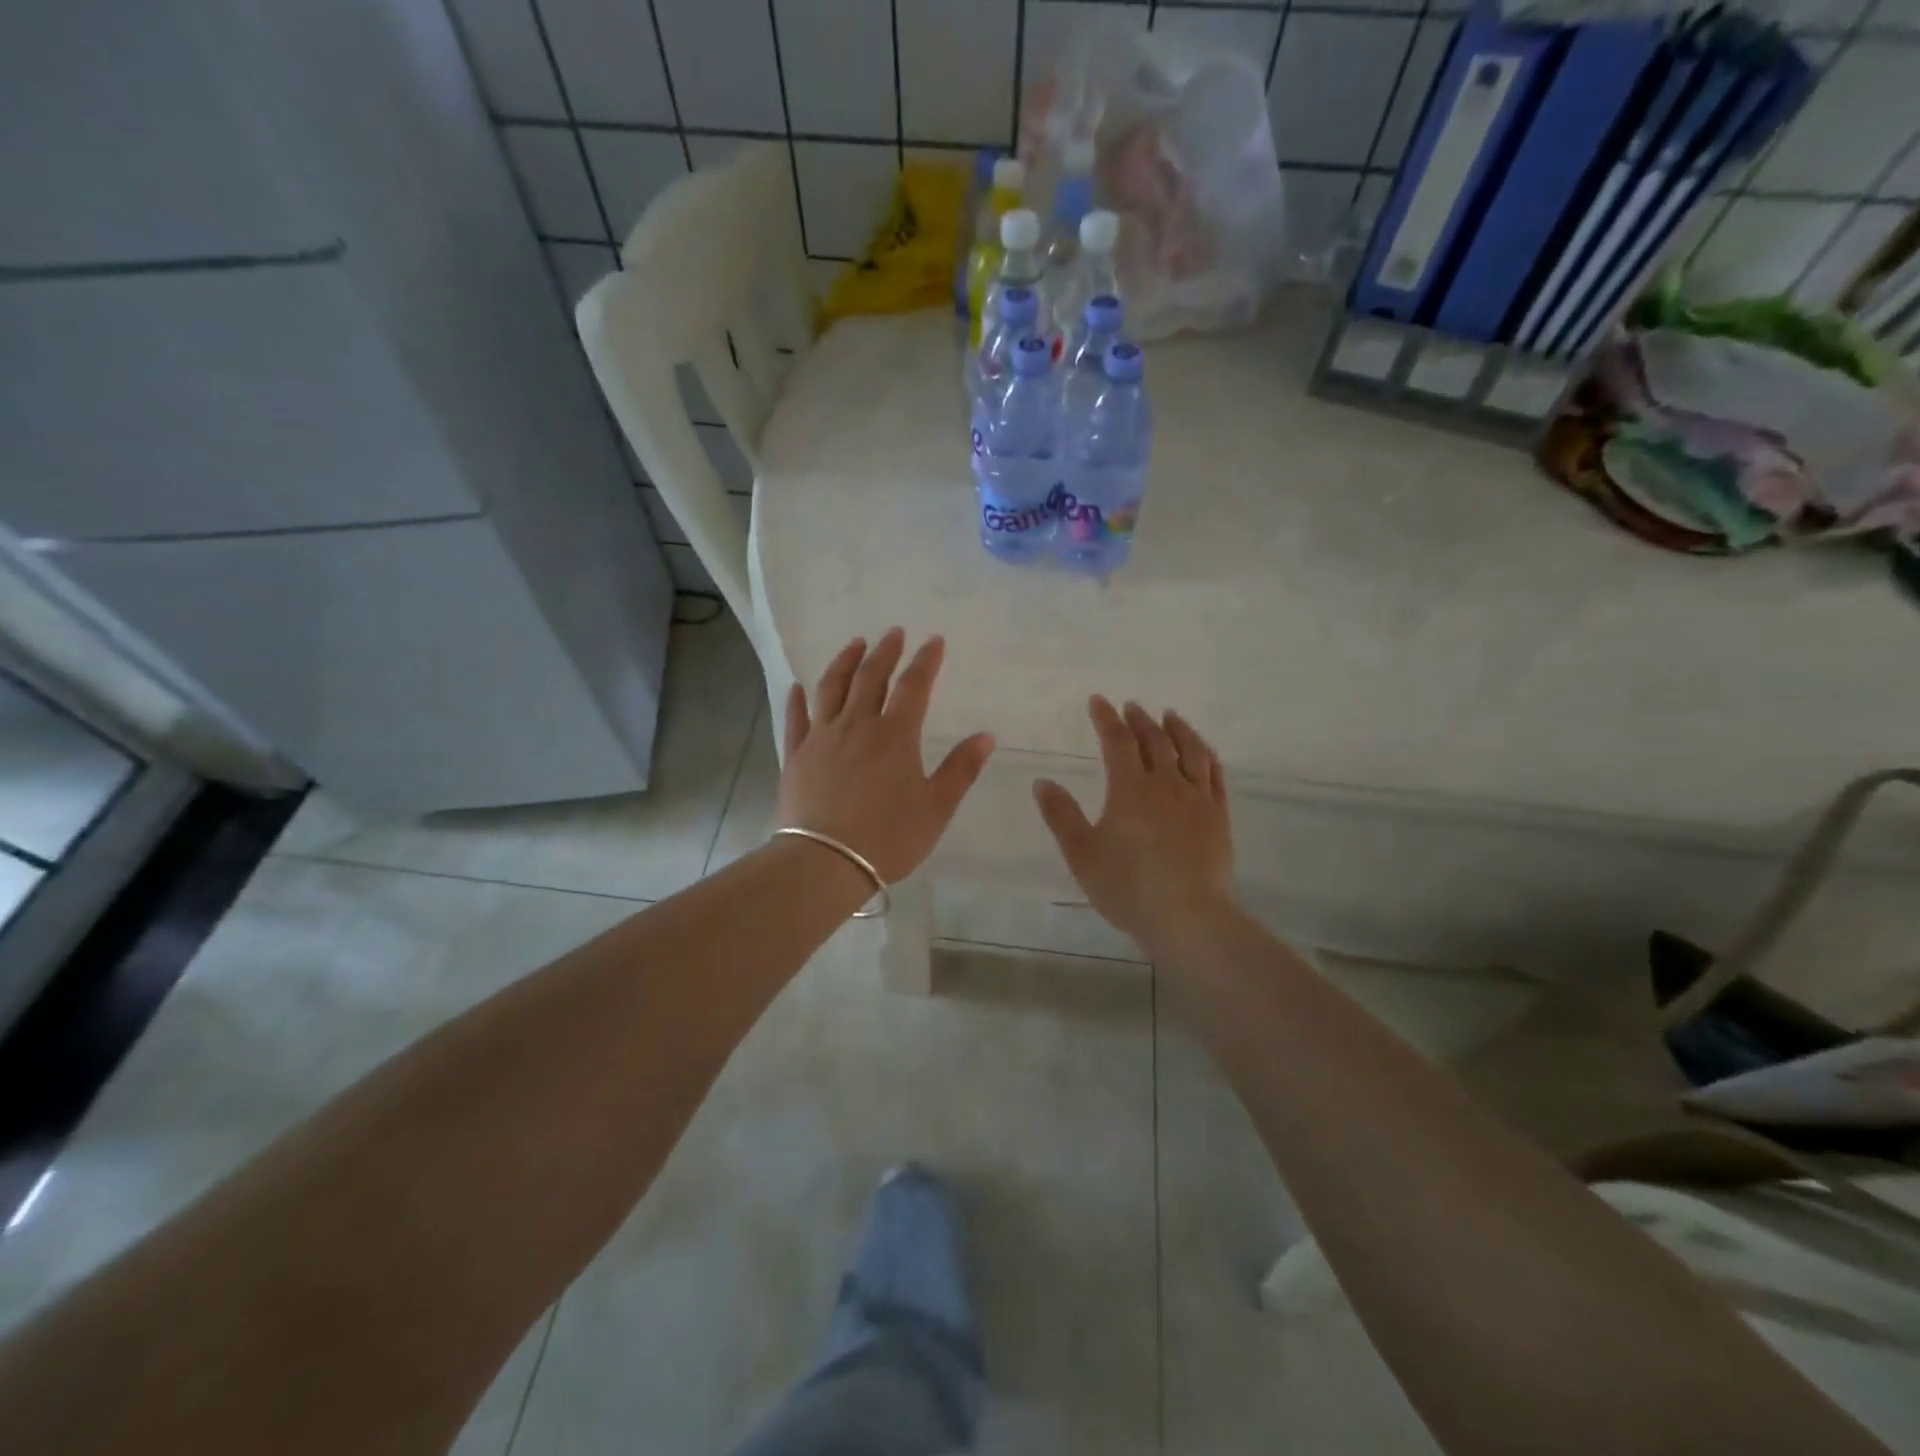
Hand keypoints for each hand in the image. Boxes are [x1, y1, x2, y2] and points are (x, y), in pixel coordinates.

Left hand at [778, 629, 994, 884]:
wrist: (825, 862)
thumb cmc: (888, 837)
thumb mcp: (936, 808)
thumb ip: (961, 770)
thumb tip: (986, 736)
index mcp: (894, 736)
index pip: (913, 687)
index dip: (925, 661)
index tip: (934, 641)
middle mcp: (856, 725)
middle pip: (870, 678)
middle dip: (885, 652)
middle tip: (893, 633)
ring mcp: (821, 738)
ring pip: (831, 688)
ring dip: (844, 662)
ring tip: (854, 644)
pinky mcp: (795, 756)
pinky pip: (795, 719)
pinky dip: (797, 699)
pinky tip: (797, 686)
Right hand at [1033, 697, 1234, 956]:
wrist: (1188, 918)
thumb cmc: (1128, 887)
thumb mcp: (1082, 854)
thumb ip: (1061, 816)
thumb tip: (1043, 782)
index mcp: (1130, 789)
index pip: (1117, 741)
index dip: (1106, 718)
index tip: (1098, 701)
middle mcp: (1166, 784)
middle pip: (1154, 740)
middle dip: (1140, 720)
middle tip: (1131, 707)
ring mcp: (1197, 799)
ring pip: (1190, 751)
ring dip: (1177, 729)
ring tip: (1170, 716)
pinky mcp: (1218, 816)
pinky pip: (1215, 775)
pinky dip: (1206, 755)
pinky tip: (1203, 752)